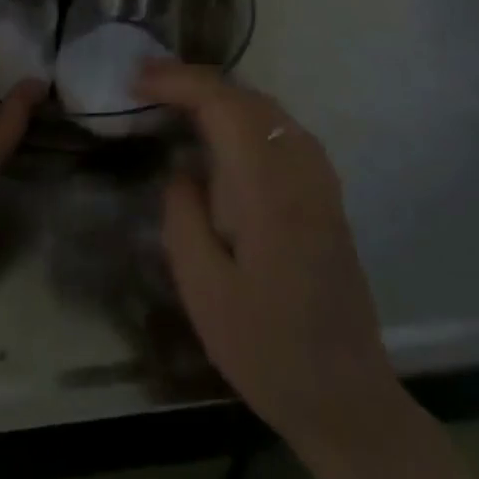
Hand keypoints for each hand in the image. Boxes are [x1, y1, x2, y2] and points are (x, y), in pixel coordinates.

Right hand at [137, 60, 398, 456]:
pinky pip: (280, 130)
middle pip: (246, 97)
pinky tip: (218, 132)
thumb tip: (182, 168)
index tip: (134, 81)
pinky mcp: (325, 195)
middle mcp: (301, 171)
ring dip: (218, 94)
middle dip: (192, 81)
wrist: (344, 398)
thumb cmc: (264, 347)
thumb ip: (183, 213)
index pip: (223, 105)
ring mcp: (320, 181)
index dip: (176, 82)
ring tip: (172, 99)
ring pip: (267, 109)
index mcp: (269, 189)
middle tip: (143, 84)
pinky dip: (242, 114)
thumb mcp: (201, 286)